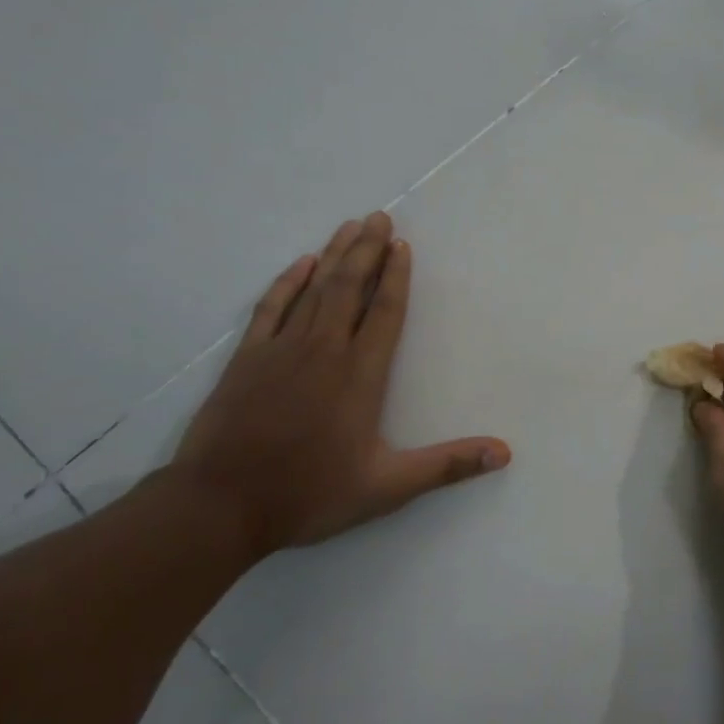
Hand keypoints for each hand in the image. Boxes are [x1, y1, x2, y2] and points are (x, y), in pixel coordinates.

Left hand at [171, 212, 509, 557]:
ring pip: (315, 290)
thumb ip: (447, 465)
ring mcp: (281, 350)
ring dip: (335, 255)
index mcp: (360, 375)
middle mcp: (324, 351)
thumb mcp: (387, 487)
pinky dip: (287, 282)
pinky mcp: (247, 358)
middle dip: (367, 250)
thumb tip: (504, 453)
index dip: (397, 277)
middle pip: (350, 288)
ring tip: (351, 226)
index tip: (403, 246)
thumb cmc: (309, 494)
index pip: (385, 313)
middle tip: (379, 217)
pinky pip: (272, 308)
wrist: (219, 506)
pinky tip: (301, 263)